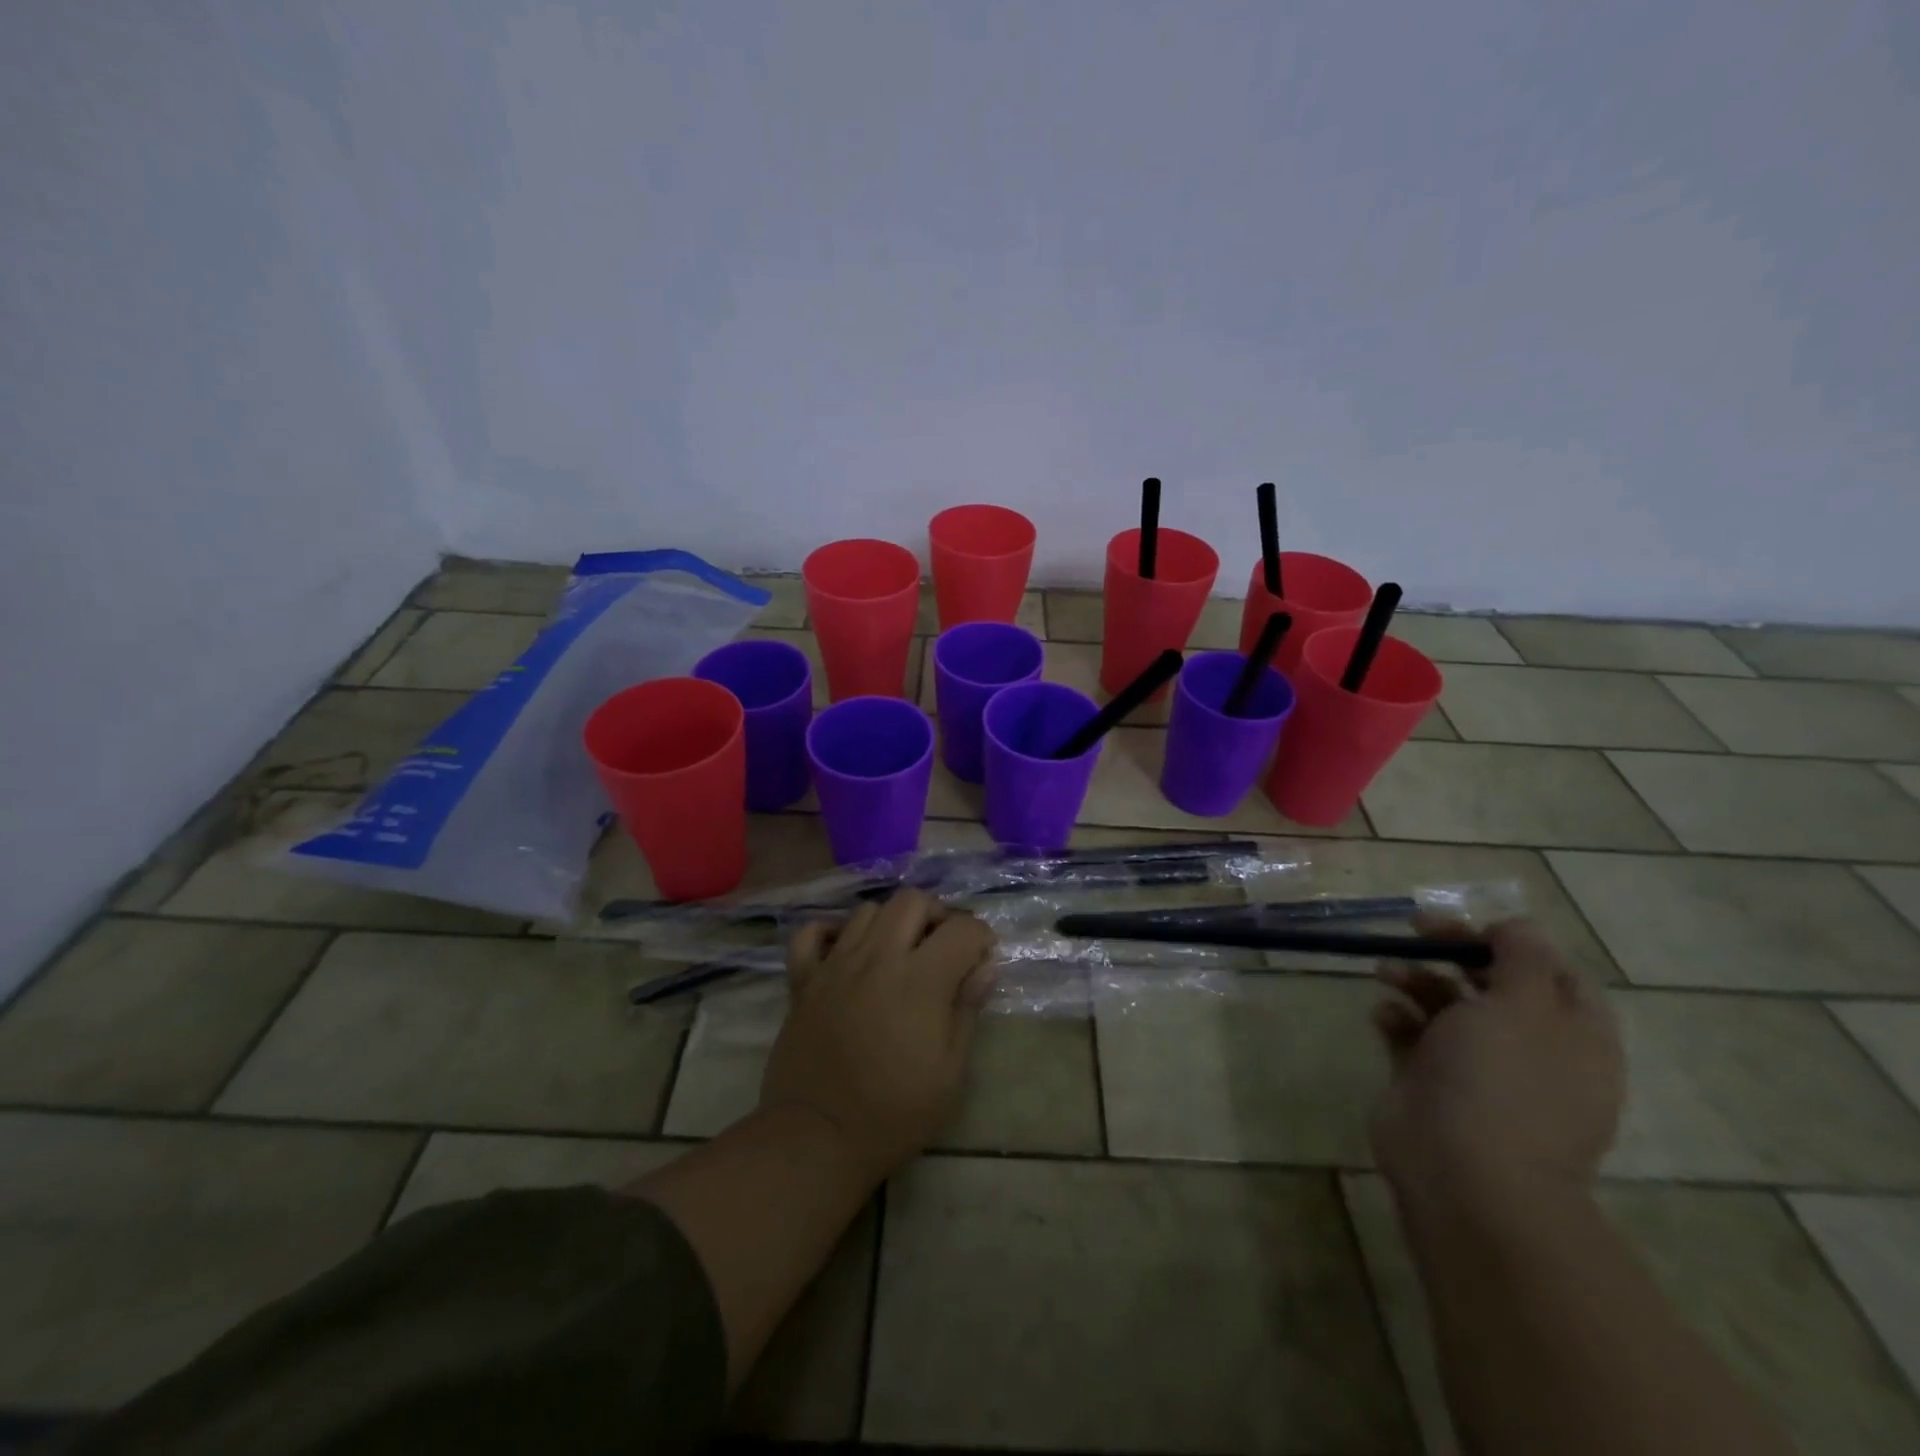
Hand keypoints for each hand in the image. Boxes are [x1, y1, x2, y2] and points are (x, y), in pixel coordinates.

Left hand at [760, 889, 997, 1181]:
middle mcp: (877, 958)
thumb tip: (985, 967)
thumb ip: (967, 1010)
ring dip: (890, 923)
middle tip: (942, 949)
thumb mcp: (950, 1073)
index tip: (982, 960)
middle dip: (937, 915)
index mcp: (920, 980)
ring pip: (867, 910)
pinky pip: (810, 934)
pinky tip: (844, 952)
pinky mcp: (803, 980)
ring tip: (898, 953)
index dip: (980, 937)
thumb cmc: (895, 1113)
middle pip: (912, 901)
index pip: (962, 928)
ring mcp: (835, 965)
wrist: (817, 1138)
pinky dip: (829, 933)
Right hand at [1370, 918, 1623, 1208]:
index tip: (1473, 927)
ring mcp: (1478, 1069)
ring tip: (1384, 970)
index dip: (1514, 943)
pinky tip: (1382, 1014)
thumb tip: (1515, 928)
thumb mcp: (1524, 1005)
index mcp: (1572, 1036)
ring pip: (1447, 1006)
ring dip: (1416, 979)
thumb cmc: (1502, 1081)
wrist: (1463, 1172)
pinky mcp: (1431, 1082)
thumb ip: (1522, 958)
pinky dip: (1396, 1018)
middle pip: (1493, 984)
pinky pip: (1412, 1036)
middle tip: (1415, 930)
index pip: (1556, 974)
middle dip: (1453, 952)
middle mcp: (1530, 1050)